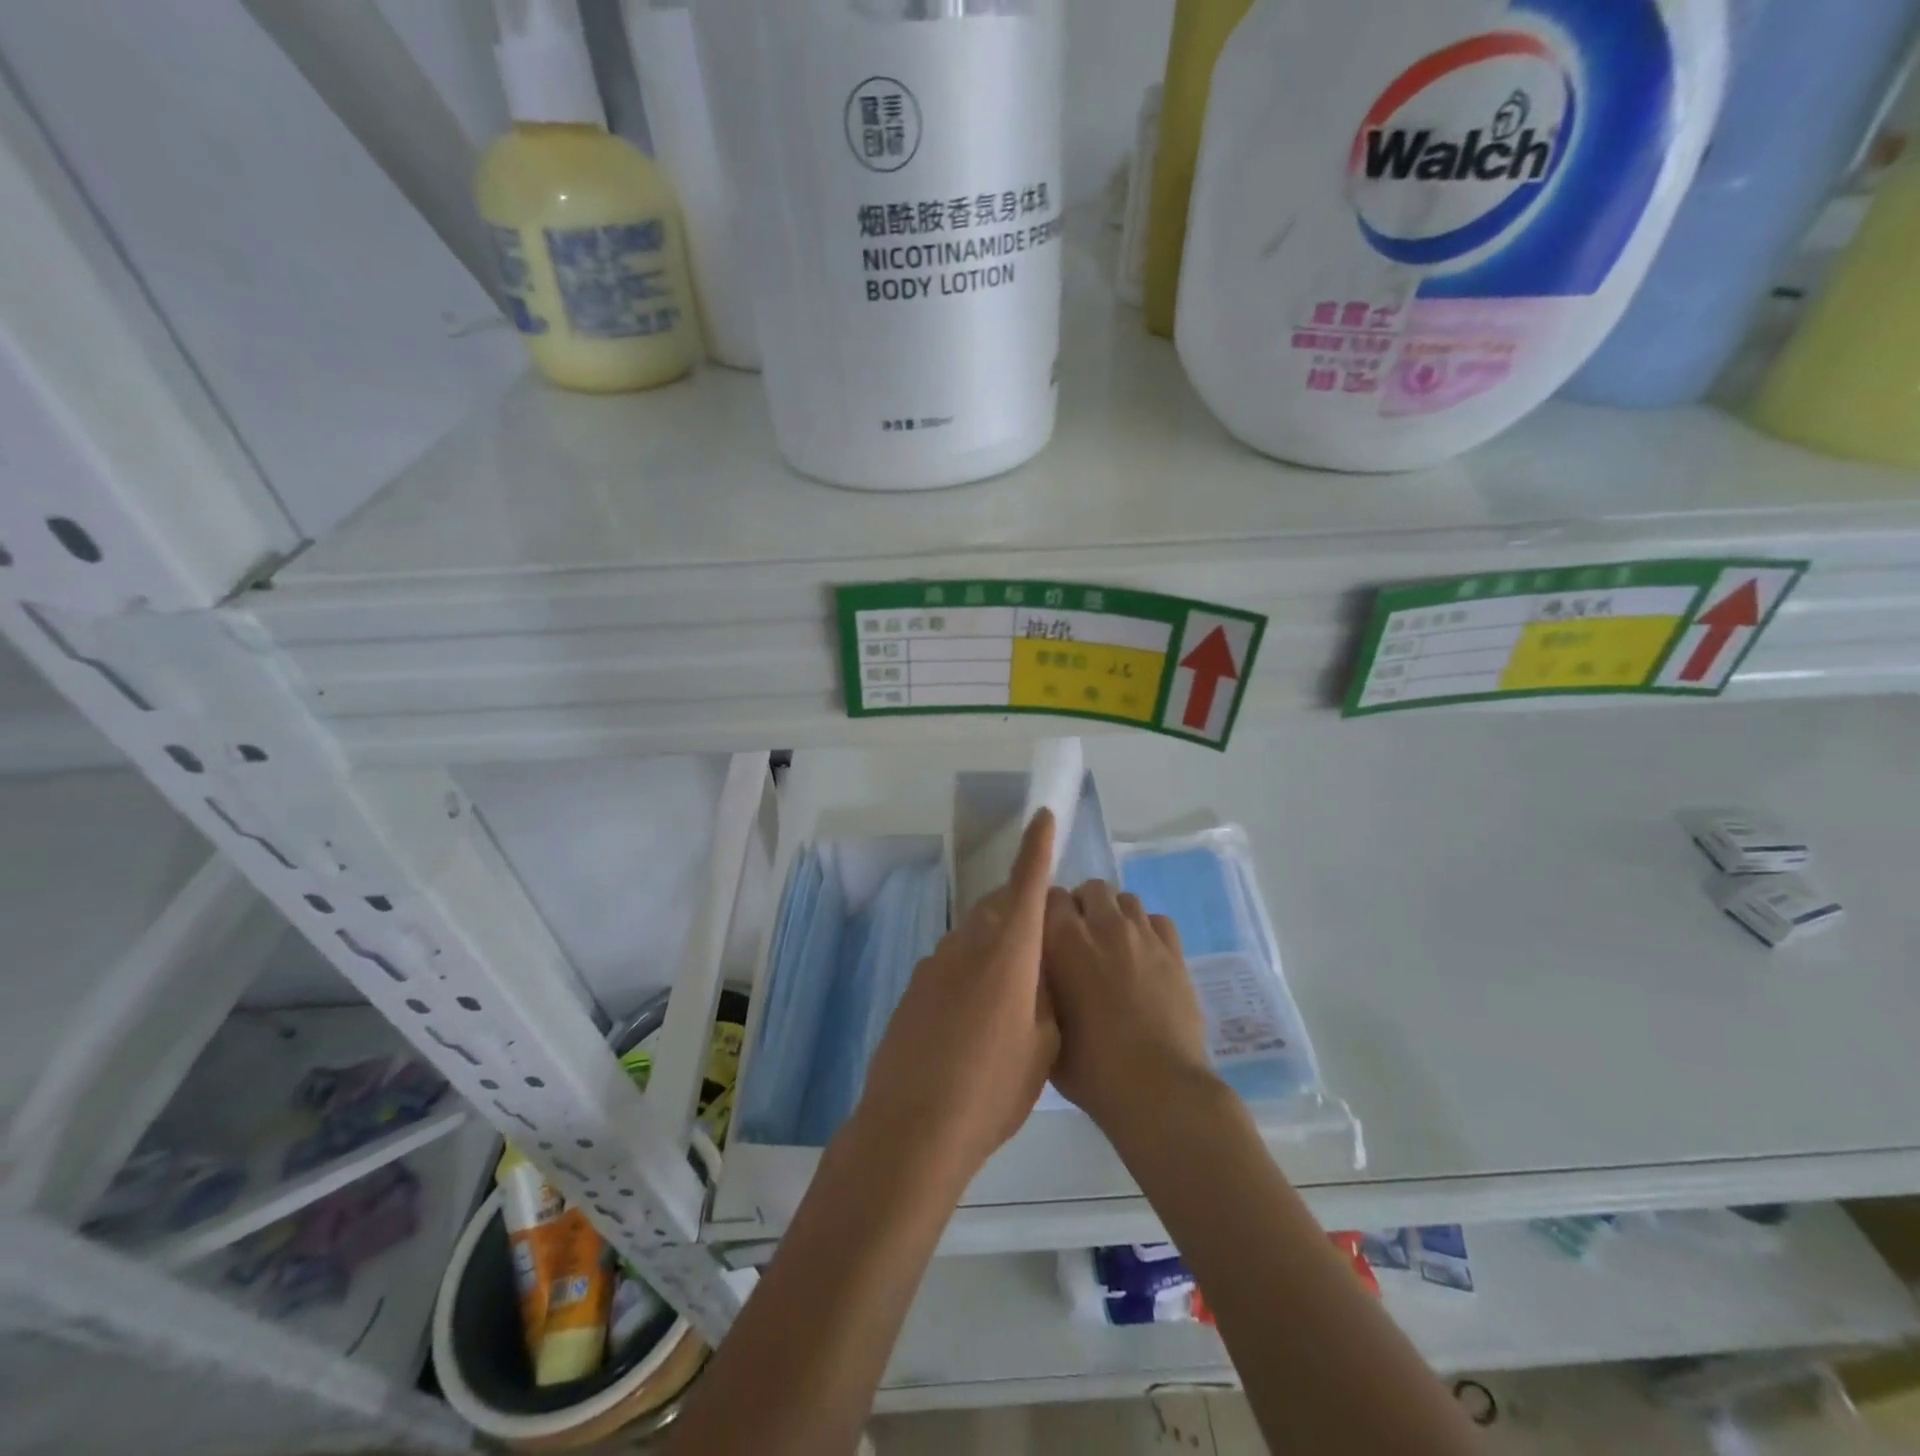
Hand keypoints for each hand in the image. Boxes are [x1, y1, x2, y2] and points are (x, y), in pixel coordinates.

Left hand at [854, 811, 1059, 1178]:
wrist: (912, 1126)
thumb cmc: (993, 1090)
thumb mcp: (1043, 1046)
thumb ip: (1045, 995)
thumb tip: (1037, 970)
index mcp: (1009, 952)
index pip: (1027, 883)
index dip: (1037, 847)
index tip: (1042, 815)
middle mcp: (968, 944)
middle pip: (998, 907)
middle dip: (1021, 911)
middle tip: (1040, 947)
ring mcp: (934, 963)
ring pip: (973, 935)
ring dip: (994, 946)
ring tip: (1009, 995)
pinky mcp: (913, 987)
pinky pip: (951, 962)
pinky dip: (969, 971)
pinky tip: (972, 1020)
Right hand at [1043, 881, 1218, 1141]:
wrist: (1157, 1089)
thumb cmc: (1091, 1068)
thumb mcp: (1046, 1026)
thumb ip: (1041, 987)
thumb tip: (1042, 971)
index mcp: (1063, 940)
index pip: (1050, 895)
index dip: (1047, 912)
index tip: (1047, 935)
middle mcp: (1103, 925)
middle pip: (1091, 888)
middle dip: (1084, 907)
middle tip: (1081, 941)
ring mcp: (1143, 935)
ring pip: (1126, 899)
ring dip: (1115, 915)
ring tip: (1113, 947)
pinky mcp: (1175, 951)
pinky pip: (1157, 920)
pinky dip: (1147, 930)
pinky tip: (1144, 957)